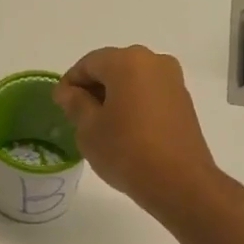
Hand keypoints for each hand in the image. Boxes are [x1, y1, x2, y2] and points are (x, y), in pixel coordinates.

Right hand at [54, 46, 219, 219]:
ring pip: (133, 82)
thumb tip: (68, 92)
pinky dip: (133, 105)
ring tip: (101, 126)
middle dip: (93, 88)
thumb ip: (76, 104)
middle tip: (78, 116)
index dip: (70, 83)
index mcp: (127, 61)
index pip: (88, 64)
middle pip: (113, 68)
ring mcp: (173, 81)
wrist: (179, 182)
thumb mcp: (89, 129)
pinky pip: (150, 95)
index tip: (60, 105)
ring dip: (114, 97)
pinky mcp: (184, 102)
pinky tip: (125, 130)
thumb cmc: (126, 151)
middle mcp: (154, 62)